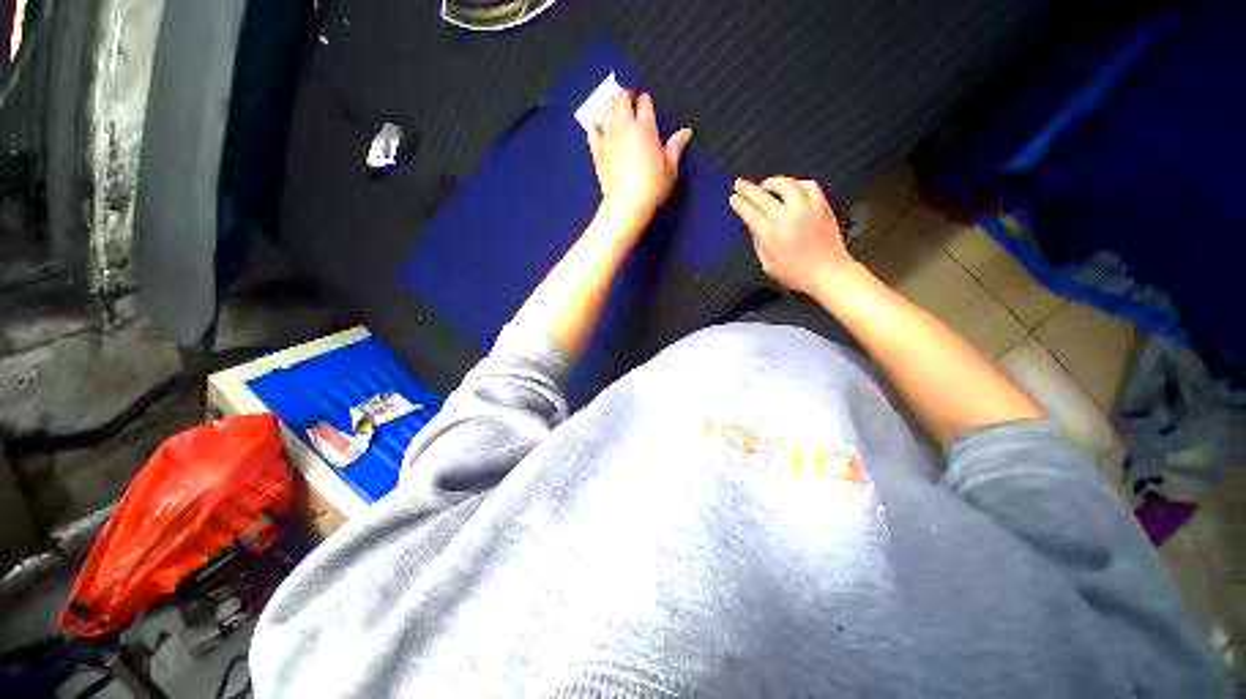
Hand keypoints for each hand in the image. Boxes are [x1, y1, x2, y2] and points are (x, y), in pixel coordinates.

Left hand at [588, 91, 692, 230]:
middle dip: (626, 96)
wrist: (626, 204)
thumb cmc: (652, 187)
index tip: (646, 103)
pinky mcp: (597, 150)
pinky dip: (596, 126)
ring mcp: (608, 137)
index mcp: (646, 129)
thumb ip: (676, 147)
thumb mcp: (670, 169)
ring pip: (606, 109)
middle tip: (629, 101)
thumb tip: (686, 132)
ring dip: (611, 105)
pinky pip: (592, 130)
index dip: (645, 101)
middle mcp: (625, 127)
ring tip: (616, 110)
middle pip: (621, 99)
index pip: (644, 103)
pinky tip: (600, 129)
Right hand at [730, 177, 852, 295]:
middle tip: (739, 183)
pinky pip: (809, 185)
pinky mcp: (822, 206)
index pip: (751, 214)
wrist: (828, 272)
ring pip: (787, 185)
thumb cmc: (796, 274)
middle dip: (749, 189)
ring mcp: (807, 210)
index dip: (740, 204)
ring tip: (764, 185)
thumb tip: (752, 226)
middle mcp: (788, 219)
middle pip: (764, 198)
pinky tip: (790, 187)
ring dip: (772, 182)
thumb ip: (758, 244)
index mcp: (773, 237)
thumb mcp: (768, 265)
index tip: (733, 198)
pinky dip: (796, 183)